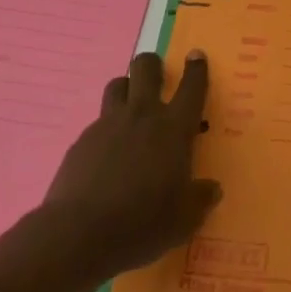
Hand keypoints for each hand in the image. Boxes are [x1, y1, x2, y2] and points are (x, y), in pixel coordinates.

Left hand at [40, 50, 221, 280]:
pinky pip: (97, 122)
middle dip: (152, 65)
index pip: (192, 86)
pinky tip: (104, 156)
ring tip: (129, 109)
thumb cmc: (141, 223)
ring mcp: (108, 125)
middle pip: (146, 68)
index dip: (196, 68)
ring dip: (126, 89)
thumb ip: (200, 200)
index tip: (196, 56)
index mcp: (174, 128)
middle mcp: (142, 116)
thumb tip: (212, 190)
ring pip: (117, 85)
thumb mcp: (183, 220)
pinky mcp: (81, 141)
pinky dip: (105, 130)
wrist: (78, 235)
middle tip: (157, 77)